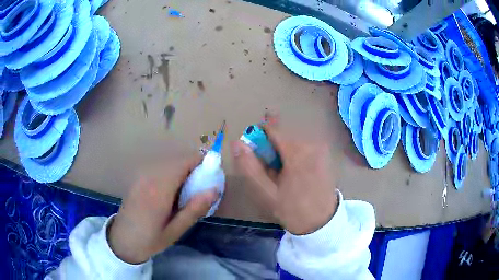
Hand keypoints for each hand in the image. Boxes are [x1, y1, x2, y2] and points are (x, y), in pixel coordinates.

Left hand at [108, 154, 218, 263]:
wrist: (123, 240)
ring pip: (169, 163)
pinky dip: (171, 174)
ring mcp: (142, 174)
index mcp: (159, 187)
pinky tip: (169, 194)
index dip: (201, 164)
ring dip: (182, 172)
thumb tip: (215, 189)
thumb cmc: (150, 239)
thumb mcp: (176, 230)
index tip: (210, 179)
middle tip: (199, 191)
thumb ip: (195, 208)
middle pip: (178, 160)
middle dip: (193, 170)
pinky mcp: (138, 177)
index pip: (185, 162)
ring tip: (185, 195)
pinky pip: (160, 168)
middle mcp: (150, 175)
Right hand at [232, 115, 337, 234]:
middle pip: (283, 134)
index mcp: (298, 151)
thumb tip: (237, 143)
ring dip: (283, 151)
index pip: (272, 128)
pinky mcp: (325, 153)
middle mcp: (312, 143)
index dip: (259, 136)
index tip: (255, 153)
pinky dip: (294, 154)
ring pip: (293, 140)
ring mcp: (321, 147)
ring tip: (282, 174)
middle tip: (270, 170)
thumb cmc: (293, 210)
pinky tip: (295, 173)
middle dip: (271, 147)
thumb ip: (249, 167)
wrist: (322, 223)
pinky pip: (304, 145)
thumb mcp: (266, 193)